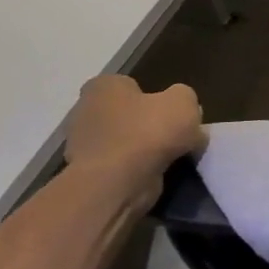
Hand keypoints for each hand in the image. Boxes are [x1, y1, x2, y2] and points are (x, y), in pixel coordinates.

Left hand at [64, 75, 205, 215]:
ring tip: (171, 157)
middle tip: (175, 135)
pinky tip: (156, 173)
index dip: (153, 95)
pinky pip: (120, 166)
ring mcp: (83, 146)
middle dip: (147, 123)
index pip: (129, 84)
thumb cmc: (148, 131)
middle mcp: (85, 112)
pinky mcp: (88, 175)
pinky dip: (136, 170)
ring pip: (124, 141)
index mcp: (104, 87)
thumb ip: (185, 99)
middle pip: (127, 114)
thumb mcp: (183, 102)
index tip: (170, 110)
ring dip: (143, 149)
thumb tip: (181, 112)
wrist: (118, 184)